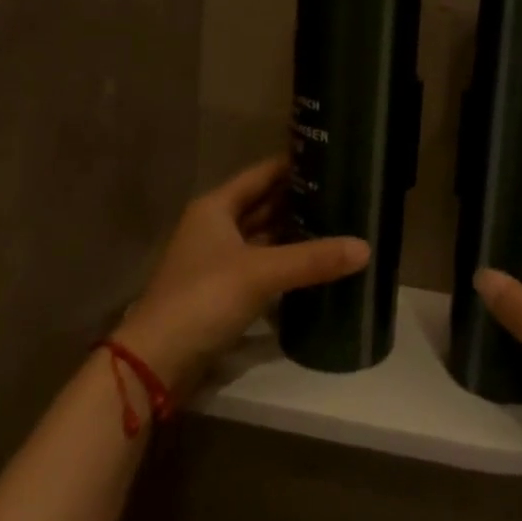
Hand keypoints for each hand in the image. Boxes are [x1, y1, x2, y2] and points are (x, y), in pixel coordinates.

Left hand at [116, 158, 369, 395]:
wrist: (156, 361)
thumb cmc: (203, 298)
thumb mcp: (261, 273)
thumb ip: (312, 259)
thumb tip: (365, 247)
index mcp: (216, 207)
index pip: (262, 174)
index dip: (293, 165)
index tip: (332, 158)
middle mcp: (215, 227)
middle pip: (264, 205)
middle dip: (300, 200)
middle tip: (345, 193)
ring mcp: (218, 260)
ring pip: (264, 237)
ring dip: (294, 233)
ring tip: (339, 224)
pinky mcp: (223, 291)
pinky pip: (262, 266)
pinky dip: (286, 262)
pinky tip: (316, 264)